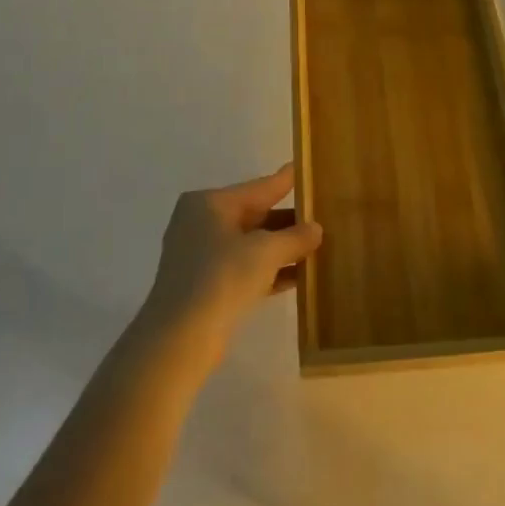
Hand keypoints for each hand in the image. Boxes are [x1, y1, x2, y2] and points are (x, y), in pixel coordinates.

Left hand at [138, 164, 322, 354]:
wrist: (180, 337)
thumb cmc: (222, 278)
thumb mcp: (266, 251)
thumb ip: (295, 237)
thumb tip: (316, 229)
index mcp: (209, 203)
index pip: (258, 187)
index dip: (285, 181)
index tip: (303, 168)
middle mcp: (202, 223)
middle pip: (254, 215)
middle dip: (288, 221)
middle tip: (323, 216)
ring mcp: (202, 256)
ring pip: (251, 244)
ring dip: (283, 248)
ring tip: (319, 247)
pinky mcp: (207, 285)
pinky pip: (246, 269)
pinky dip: (270, 271)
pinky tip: (300, 276)